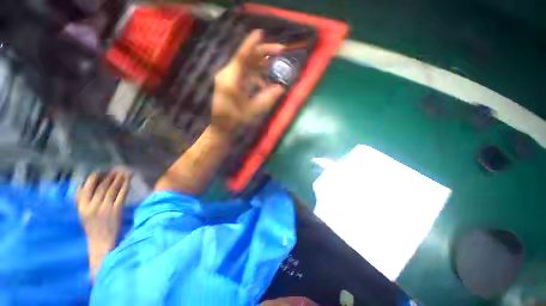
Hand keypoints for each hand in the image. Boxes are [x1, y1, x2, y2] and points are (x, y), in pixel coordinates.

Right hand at [77, 171, 128, 250]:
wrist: (101, 241)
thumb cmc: (93, 227)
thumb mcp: (83, 213)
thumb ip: (83, 200)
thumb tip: (83, 186)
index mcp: (82, 206)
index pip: (87, 187)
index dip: (96, 177)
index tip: (103, 172)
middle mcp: (93, 205)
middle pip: (102, 186)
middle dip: (110, 176)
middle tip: (117, 170)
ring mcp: (105, 207)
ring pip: (112, 189)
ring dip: (119, 179)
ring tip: (123, 173)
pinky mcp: (117, 209)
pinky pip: (121, 195)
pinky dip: (125, 187)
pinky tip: (128, 181)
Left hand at [211, 29, 285, 133]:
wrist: (222, 127)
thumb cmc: (235, 121)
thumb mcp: (252, 111)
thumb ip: (267, 99)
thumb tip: (281, 88)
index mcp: (230, 80)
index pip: (241, 57)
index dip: (251, 45)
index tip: (261, 33)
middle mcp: (228, 75)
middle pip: (246, 58)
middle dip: (263, 54)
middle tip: (280, 51)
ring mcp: (228, 78)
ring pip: (247, 65)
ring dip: (261, 65)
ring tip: (275, 66)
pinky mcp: (231, 83)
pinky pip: (245, 74)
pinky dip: (256, 76)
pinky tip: (264, 83)